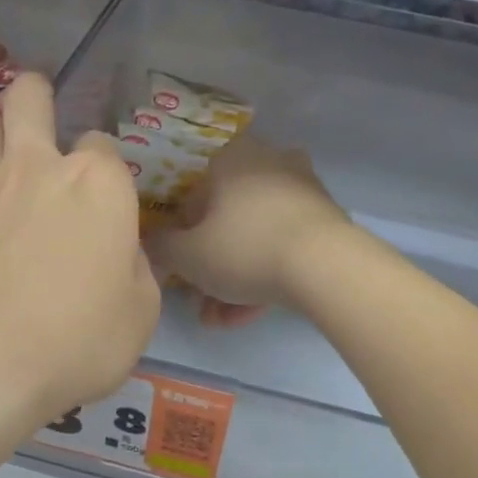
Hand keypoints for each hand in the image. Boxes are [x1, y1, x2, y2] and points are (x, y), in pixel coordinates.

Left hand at [0, 75, 159, 426]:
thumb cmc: (75, 340)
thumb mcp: (140, 313)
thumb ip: (135, 268)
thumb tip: (118, 252)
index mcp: (98, 184)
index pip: (104, 143)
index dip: (106, 167)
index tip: (104, 200)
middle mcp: (38, 168)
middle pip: (30, 97)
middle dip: (38, 96)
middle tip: (42, 118)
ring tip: (5, 160)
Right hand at [146, 134, 352, 322]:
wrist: (326, 265)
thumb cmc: (244, 248)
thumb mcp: (188, 255)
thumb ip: (161, 247)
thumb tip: (151, 241)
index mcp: (229, 158)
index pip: (190, 200)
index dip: (180, 241)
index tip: (181, 273)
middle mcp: (266, 162)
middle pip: (226, 220)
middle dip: (211, 266)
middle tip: (202, 303)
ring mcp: (300, 189)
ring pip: (255, 236)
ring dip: (235, 278)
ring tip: (224, 319)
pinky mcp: (324, 217)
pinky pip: (282, 244)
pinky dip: (266, 273)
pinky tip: (252, 312)